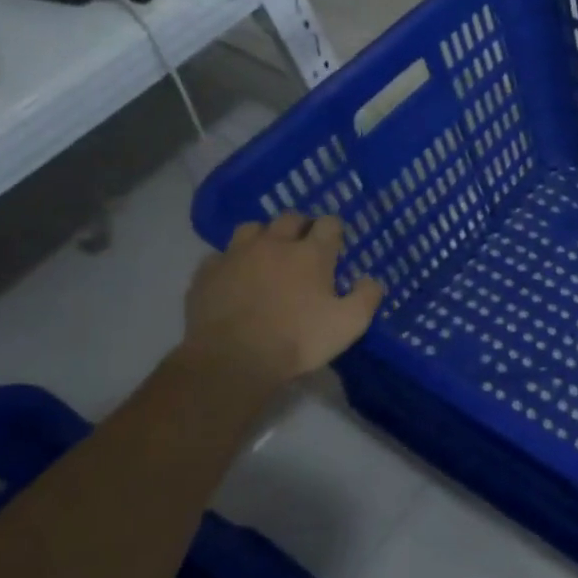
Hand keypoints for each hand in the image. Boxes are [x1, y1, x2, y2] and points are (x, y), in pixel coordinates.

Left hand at [182, 212, 383, 388]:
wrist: (233, 359)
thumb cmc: (298, 339)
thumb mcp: (350, 324)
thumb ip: (367, 296)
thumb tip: (370, 280)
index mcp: (311, 253)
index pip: (329, 223)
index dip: (334, 230)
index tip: (336, 244)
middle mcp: (274, 244)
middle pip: (289, 218)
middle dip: (300, 227)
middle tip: (304, 246)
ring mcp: (236, 256)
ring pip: (251, 228)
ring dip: (263, 237)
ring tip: (267, 255)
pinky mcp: (207, 273)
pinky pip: (220, 256)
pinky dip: (230, 262)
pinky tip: (234, 278)